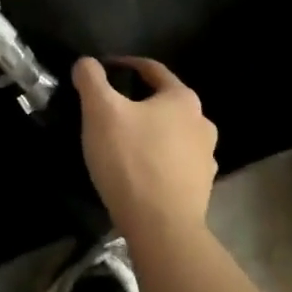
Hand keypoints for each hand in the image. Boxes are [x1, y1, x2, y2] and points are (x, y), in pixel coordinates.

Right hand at [73, 56, 218, 240]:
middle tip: (107, 110)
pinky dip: (157, 160)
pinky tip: (137, 171)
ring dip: (149, 132)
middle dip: (136, 102)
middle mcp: (202, 123)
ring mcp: (206, 158)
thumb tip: (86, 63)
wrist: (162, 228)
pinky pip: (174, 163)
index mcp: (182, 99)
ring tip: (121, 142)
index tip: (101, 70)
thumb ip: (90, 79)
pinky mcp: (201, 188)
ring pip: (171, 133)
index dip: (124, 64)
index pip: (151, 69)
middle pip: (163, 102)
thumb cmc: (131, 159)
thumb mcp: (100, 111)